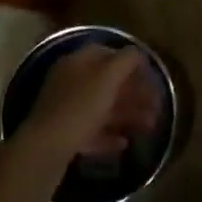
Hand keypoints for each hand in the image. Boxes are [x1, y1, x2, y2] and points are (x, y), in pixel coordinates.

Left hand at [23, 45, 161, 160]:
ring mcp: (65, 109)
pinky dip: (109, 136)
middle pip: (107, 83)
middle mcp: (69, 82)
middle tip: (157, 106)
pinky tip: (124, 143)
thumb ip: (126, 61)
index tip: (150, 75)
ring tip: (149, 126)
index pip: (107, 53)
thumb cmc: (80, 107)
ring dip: (127, 115)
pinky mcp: (63, 135)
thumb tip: (138, 53)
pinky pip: (91, 132)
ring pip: (102, 108)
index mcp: (77, 63)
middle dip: (134, 94)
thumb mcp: (108, 77)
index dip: (131, 62)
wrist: (45, 149)